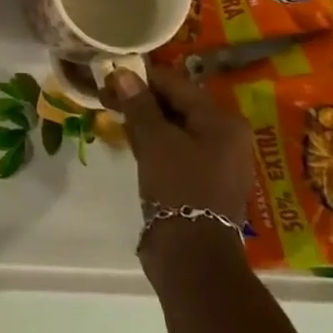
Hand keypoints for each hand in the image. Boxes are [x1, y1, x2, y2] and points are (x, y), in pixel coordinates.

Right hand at [103, 63, 255, 223]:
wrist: (192, 258)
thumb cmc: (179, 188)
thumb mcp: (155, 141)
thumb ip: (139, 105)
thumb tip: (124, 73)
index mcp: (223, 121)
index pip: (177, 85)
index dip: (142, 78)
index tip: (111, 75)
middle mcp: (226, 137)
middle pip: (177, 106)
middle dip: (141, 99)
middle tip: (106, 95)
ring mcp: (215, 162)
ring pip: (174, 129)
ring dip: (145, 121)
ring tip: (113, 114)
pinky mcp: (201, 183)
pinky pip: (175, 151)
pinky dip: (153, 143)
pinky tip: (130, 139)